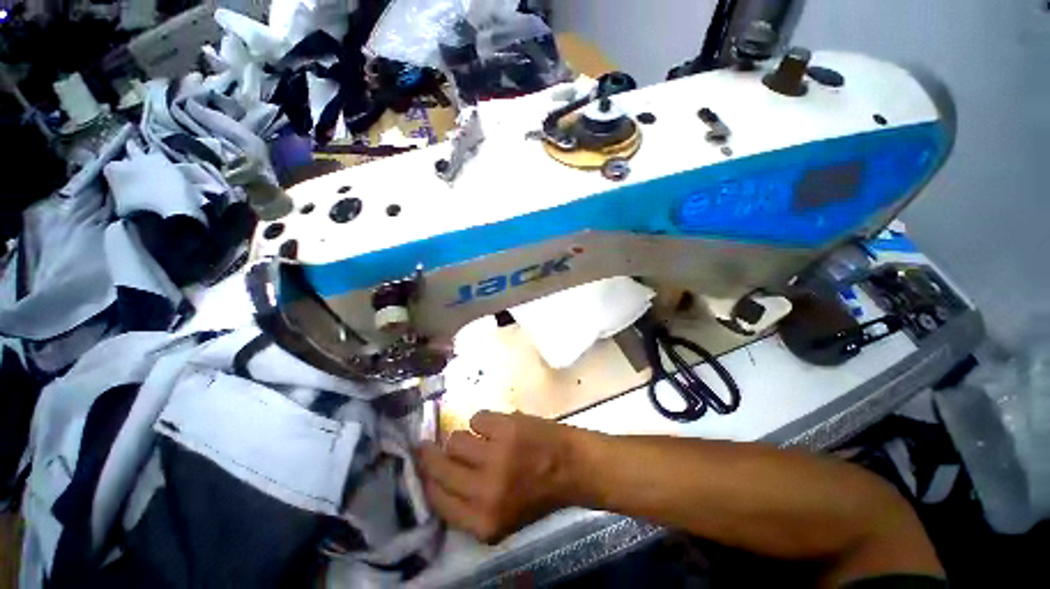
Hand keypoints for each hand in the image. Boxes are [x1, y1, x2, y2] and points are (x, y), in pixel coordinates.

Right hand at [417, 411, 580, 542]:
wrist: (570, 466)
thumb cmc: (536, 493)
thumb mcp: (499, 518)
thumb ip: (467, 506)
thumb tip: (435, 478)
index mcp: (482, 522)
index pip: (436, 499)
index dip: (427, 480)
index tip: (423, 466)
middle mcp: (485, 492)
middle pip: (439, 467)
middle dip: (430, 454)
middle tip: (426, 444)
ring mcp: (496, 456)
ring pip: (455, 438)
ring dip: (465, 437)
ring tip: (480, 439)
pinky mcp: (506, 427)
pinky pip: (477, 417)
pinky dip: (485, 421)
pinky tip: (498, 427)